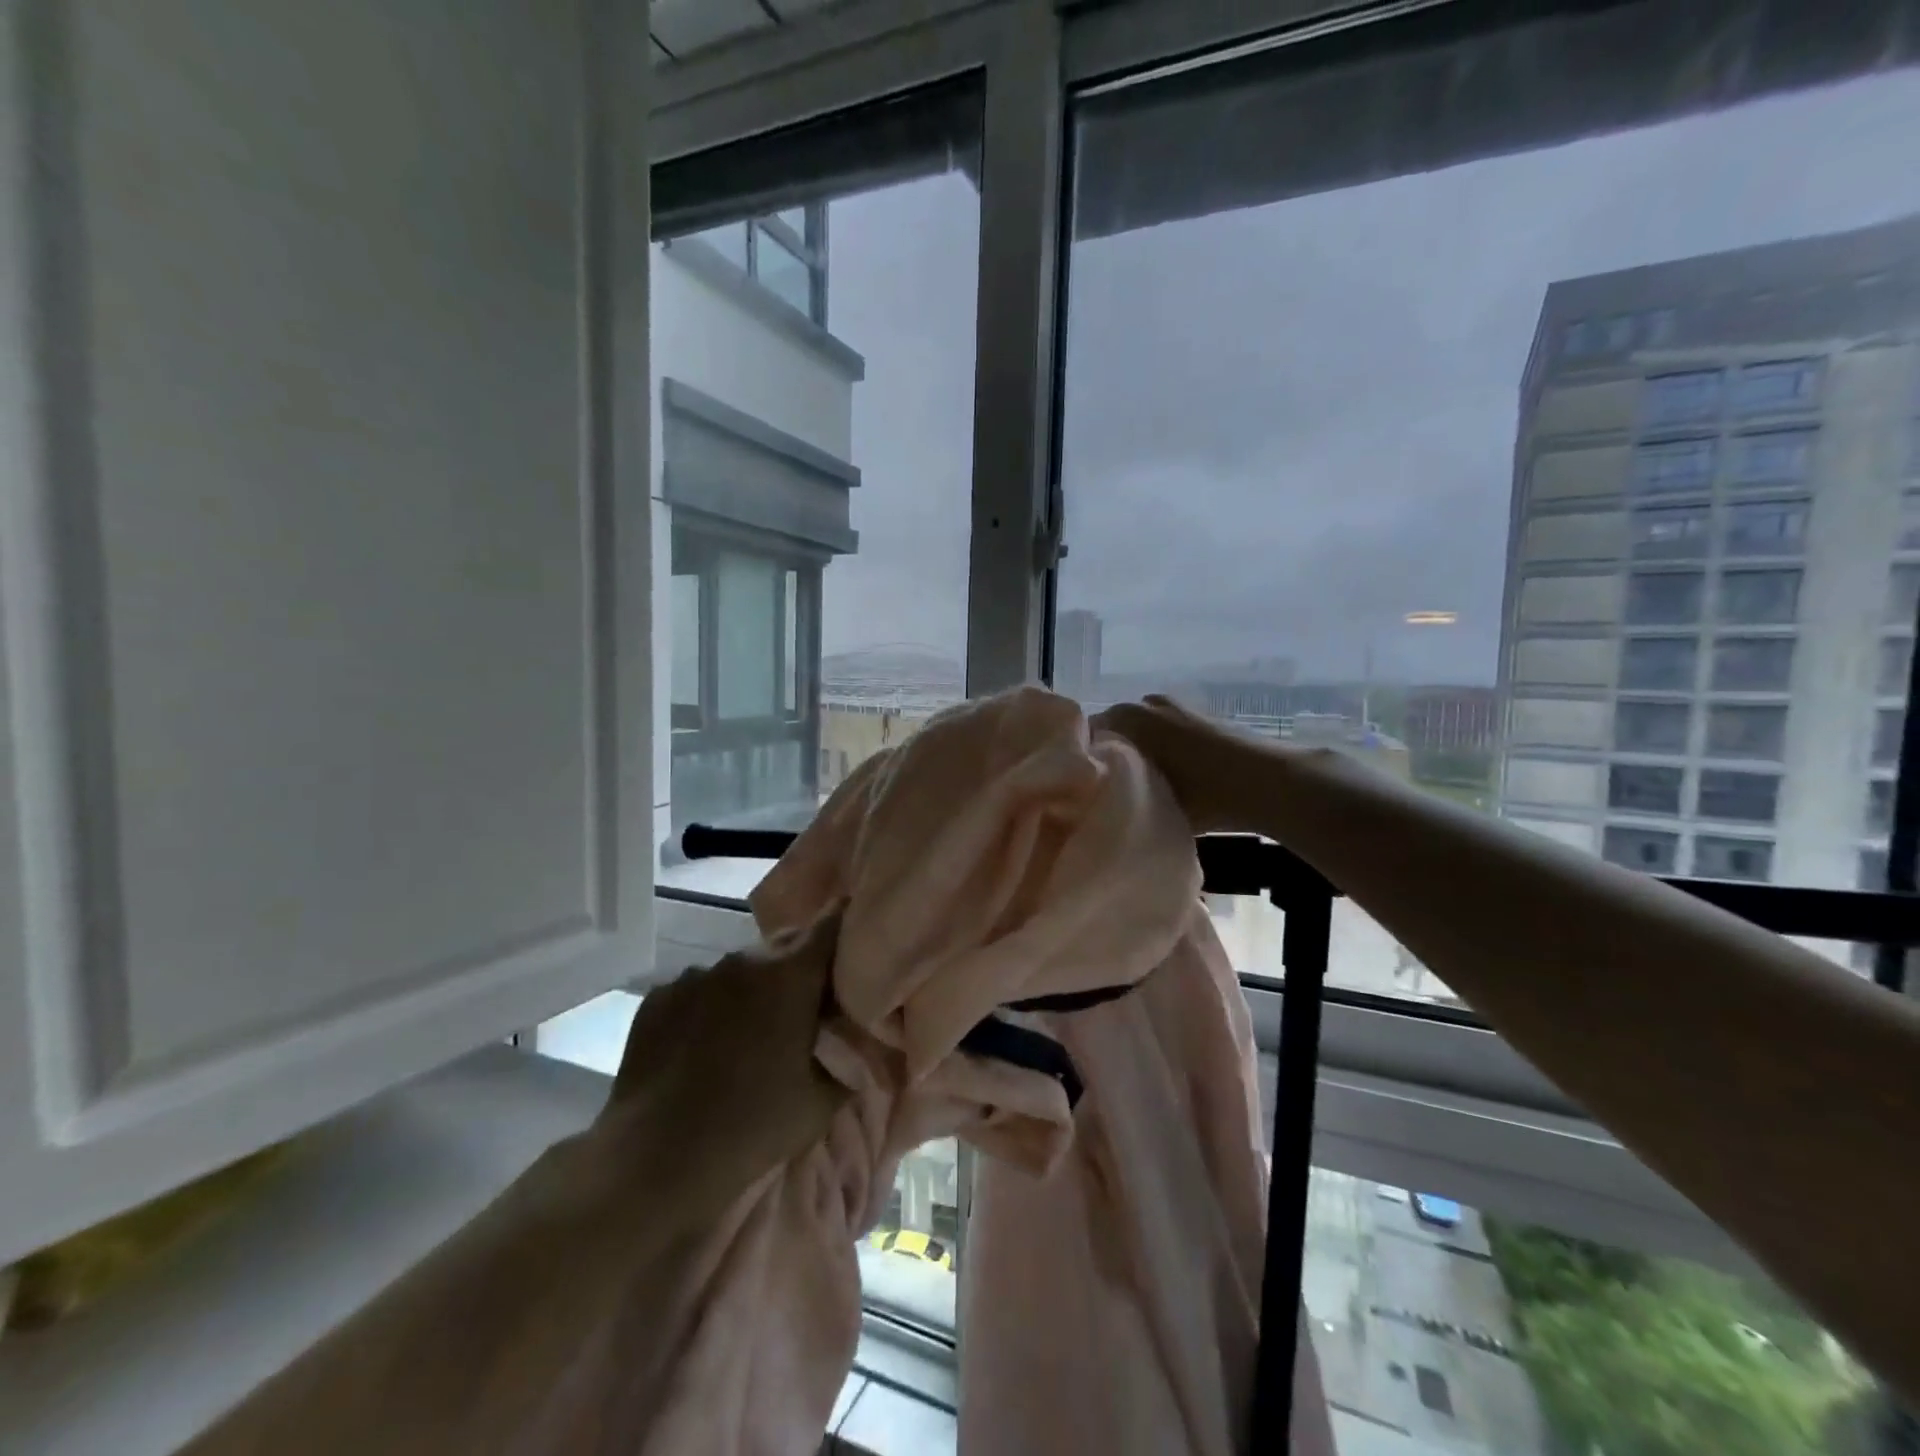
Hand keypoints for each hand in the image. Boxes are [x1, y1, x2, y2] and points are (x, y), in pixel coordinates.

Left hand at [595, 906, 849, 1197]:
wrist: (654, 1159)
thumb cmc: (753, 1127)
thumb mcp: (823, 1100)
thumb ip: (851, 1057)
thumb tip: (862, 1037)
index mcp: (790, 974)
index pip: (832, 924)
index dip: (848, 929)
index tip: (856, 948)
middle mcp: (744, 959)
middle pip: (786, 945)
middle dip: (801, 969)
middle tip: (806, 1010)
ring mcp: (696, 974)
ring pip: (741, 968)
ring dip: (754, 989)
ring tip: (750, 1036)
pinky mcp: (659, 995)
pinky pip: (700, 988)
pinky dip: (711, 1007)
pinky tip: (704, 1048)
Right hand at [1093, 695, 1274, 834]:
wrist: (1270, 781)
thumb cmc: (1206, 794)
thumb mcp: (1153, 800)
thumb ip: (1118, 793)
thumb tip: (1100, 797)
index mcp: (1128, 718)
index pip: (1087, 735)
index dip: (1084, 762)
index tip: (1087, 787)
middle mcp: (1146, 703)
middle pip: (1113, 731)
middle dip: (1111, 756)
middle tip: (1112, 788)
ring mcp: (1175, 706)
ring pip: (1140, 731)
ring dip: (1138, 752)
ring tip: (1142, 784)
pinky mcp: (1198, 715)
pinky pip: (1164, 730)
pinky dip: (1162, 748)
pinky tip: (1172, 776)